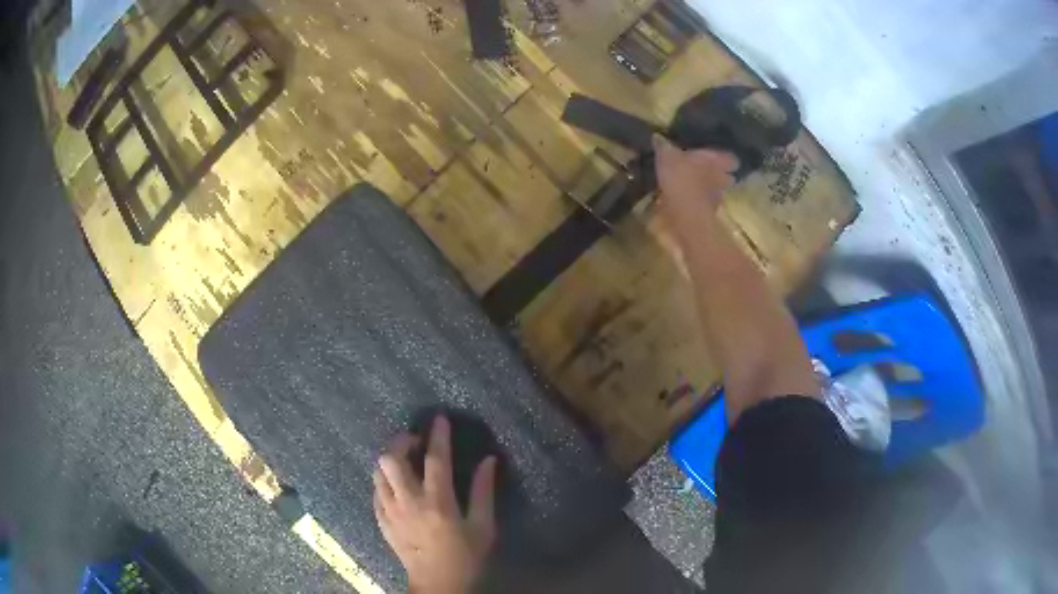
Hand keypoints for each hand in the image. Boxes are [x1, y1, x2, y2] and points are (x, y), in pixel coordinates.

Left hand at [374, 416, 497, 593]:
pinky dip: (384, 481)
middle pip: (391, 459)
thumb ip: (483, 491)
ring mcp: (390, 512)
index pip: (435, 460)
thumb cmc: (465, 557)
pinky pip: (375, 491)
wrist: (437, 584)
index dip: (438, 436)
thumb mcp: (483, 527)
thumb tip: (488, 460)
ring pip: (378, 472)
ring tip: (404, 461)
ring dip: (390, 460)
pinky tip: (396, 485)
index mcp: (438, 503)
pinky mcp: (381, 521)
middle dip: (401, 442)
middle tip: (415, 441)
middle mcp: (409, 502)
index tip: (440, 420)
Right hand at [653, 134, 738, 232]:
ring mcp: (716, 198)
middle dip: (720, 175)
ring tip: (694, 185)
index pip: (732, 159)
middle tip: (707, 171)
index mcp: (716, 162)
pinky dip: (698, 201)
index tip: (718, 156)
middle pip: (727, 177)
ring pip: (716, 191)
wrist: (685, 215)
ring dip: (708, 188)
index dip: (726, 158)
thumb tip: (657, 135)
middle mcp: (721, 179)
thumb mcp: (667, 157)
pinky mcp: (706, 213)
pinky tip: (686, 199)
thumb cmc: (681, 178)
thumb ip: (664, 146)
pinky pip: (704, 204)